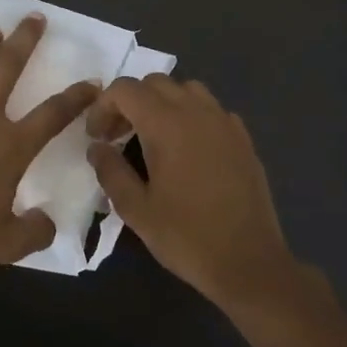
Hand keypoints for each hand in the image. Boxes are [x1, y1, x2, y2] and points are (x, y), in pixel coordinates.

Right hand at [86, 75, 296, 309]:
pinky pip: (211, 110)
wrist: (249, 262)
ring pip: (187, 90)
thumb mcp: (136, 209)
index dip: (103, 107)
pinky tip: (187, 150)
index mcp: (167, 125)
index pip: (126, 90)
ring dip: (162, 103)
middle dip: (130, 102)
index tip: (96, 137)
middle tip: (117, 136)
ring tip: (152, 137)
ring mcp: (225, 123)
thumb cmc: (186, 236)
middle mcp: (198, 112)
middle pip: (155, 83)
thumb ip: (110, 171)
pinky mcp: (243, 140)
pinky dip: (191, 116)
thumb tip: (97, 147)